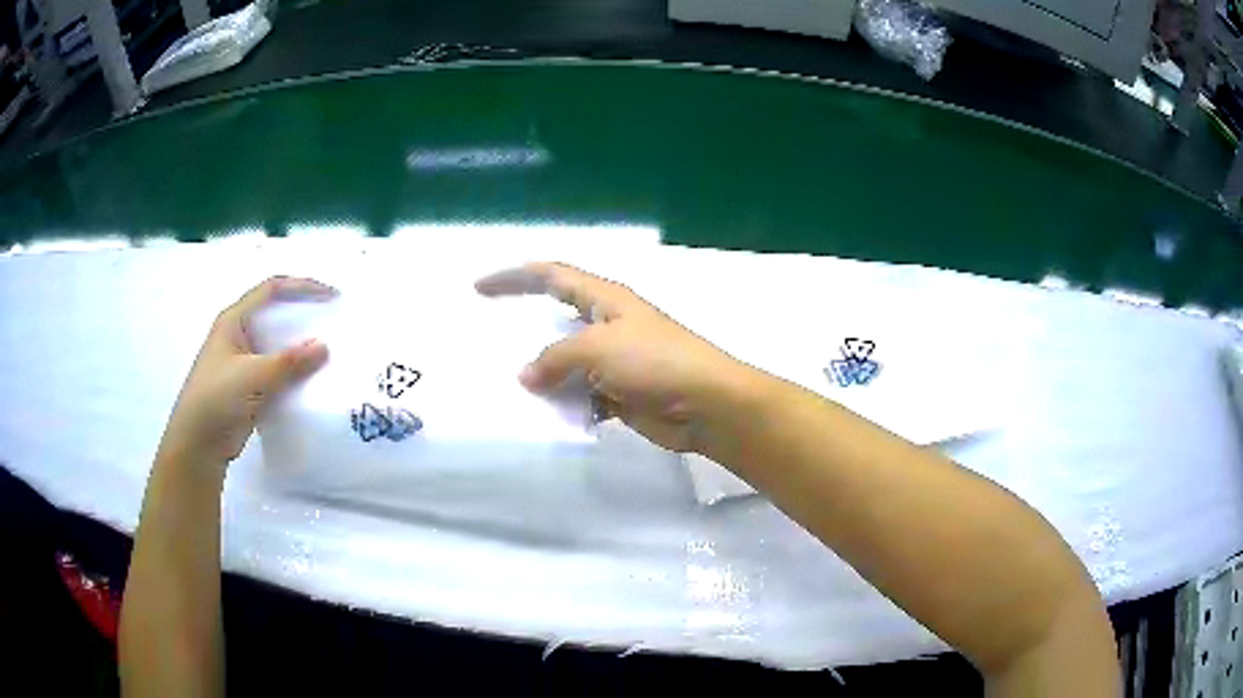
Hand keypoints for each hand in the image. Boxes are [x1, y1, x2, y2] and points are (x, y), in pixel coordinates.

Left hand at [158, 276, 335, 464]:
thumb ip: (289, 362)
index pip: (272, 290)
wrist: (197, 445)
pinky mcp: (250, 387)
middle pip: (276, 315)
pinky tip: (313, 381)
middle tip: (333, 322)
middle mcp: (239, 335)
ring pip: (278, 346)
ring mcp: (244, 362)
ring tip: (329, 352)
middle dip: (304, 316)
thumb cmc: (216, 399)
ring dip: (301, 348)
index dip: (302, 287)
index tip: (331, 296)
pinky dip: (295, 373)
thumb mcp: (252, 376)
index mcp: (234, 320)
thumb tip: (324, 347)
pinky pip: (278, 372)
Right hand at [476, 262, 752, 452]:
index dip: (514, 277)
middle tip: (488, 341)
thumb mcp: (598, 348)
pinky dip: (566, 404)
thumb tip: (525, 376)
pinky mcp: (621, 393)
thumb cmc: (655, 362)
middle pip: (556, 319)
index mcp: (604, 299)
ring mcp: (615, 360)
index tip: (479, 287)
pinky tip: (546, 416)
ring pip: (567, 363)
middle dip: (524, 329)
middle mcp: (607, 324)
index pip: (551, 275)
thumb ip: (555, 359)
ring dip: (543, 375)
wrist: (706, 404)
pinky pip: (582, 394)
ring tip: (509, 389)